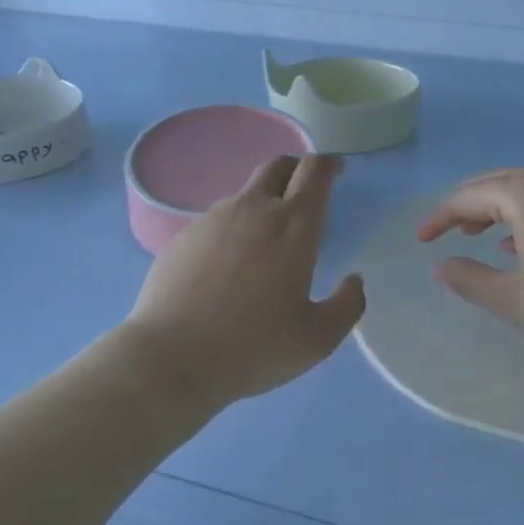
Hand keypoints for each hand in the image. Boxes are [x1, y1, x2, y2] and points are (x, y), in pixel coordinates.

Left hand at [125, 154, 365, 409]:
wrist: (170, 358)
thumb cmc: (252, 347)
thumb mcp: (317, 339)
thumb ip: (347, 306)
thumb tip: (353, 281)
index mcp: (293, 226)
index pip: (315, 171)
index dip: (329, 165)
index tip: (336, 174)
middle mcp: (253, 209)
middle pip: (278, 165)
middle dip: (296, 169)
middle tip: (305, 193)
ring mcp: (213, 219)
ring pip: (245, 194)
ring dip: (262, 204)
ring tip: (265, 243)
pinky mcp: (183, 236)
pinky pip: (216, 221)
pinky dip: (232, 230)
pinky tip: (227, 268)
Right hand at [417, 162, 523, 351]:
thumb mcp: (514, 298)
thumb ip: (470, 280)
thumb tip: (442, 267)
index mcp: (523, 189)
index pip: (466, 197)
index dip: (439, 218)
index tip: (422, 239)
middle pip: (493, 185)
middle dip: (465, 209)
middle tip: (445, 233)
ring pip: (522, 190)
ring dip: (495, 211)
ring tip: (478, 236)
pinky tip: (523, 243)